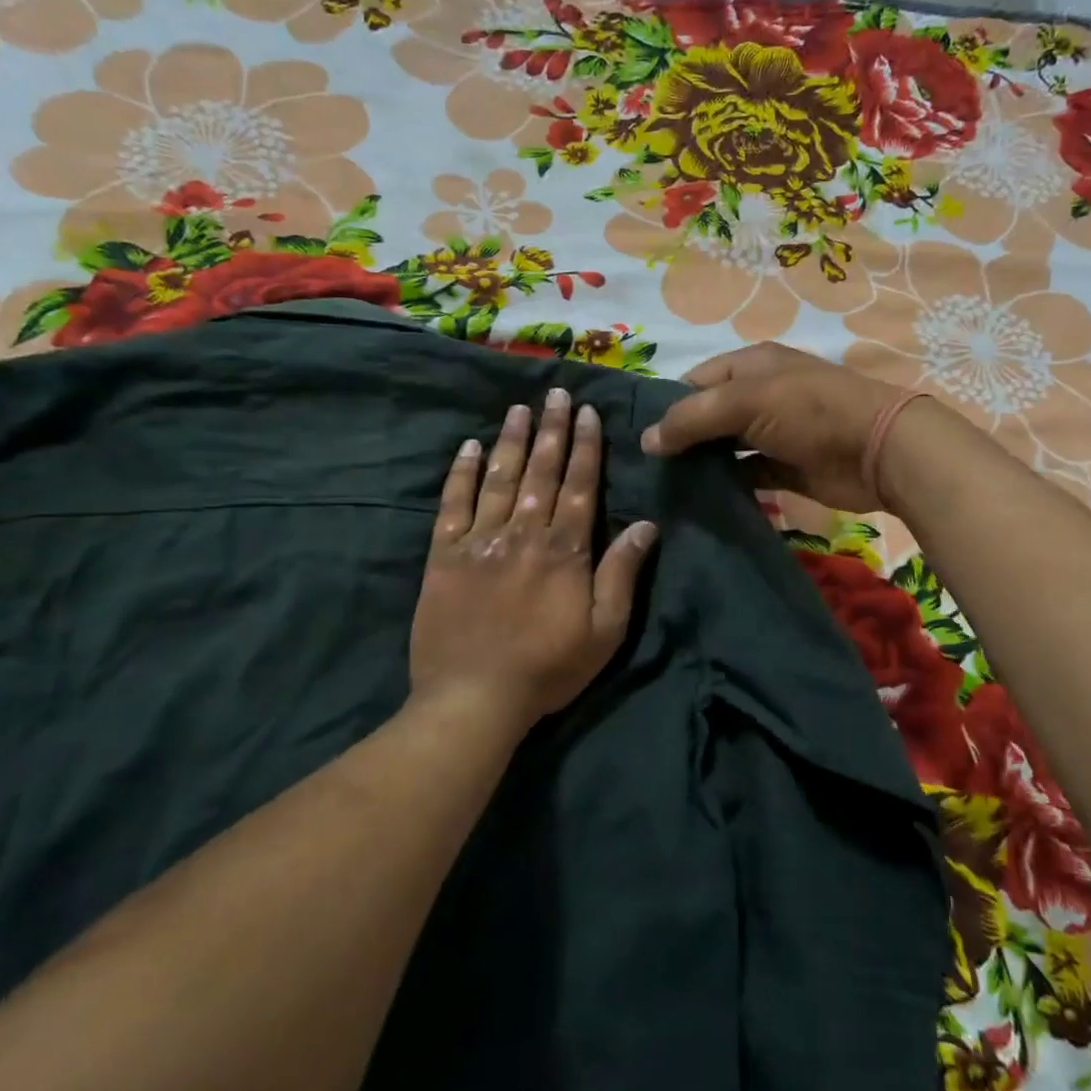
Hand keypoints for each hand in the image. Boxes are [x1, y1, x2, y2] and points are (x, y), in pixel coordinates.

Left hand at [410, 389, 656, 733]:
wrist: (473, 698)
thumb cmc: (547, 669)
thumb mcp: (604, 631)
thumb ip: (622, 574)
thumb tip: (647, 525)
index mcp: (565, 550)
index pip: (580, 486)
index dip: (585, 447)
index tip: (586, 413)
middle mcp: (523, 534)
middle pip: (541, 471)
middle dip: (551, 429)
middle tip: (556, 392)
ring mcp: (480, 541)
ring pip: (499, 478)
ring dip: (511, 440)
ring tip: (519, 407)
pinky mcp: (443, 556)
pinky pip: (452, 505)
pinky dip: (461, 473)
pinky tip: (469, 447)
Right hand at [639, 343, 916, 510]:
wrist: (879, 450)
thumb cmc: (810, 412)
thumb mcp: (746, 402)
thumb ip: (692, 418)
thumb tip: (646, 441)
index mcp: (750, 365)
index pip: (694, 381)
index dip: (666, 406)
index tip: (639, 439)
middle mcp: (760, 395)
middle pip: (708, 415)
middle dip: (680, 439)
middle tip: (645, 470)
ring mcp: (774, 432)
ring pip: (725, 447)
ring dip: (702, 464)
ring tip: (665, 488)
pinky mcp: (786, 467)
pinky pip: (747, 474)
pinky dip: (728, 485)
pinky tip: (701, 500)